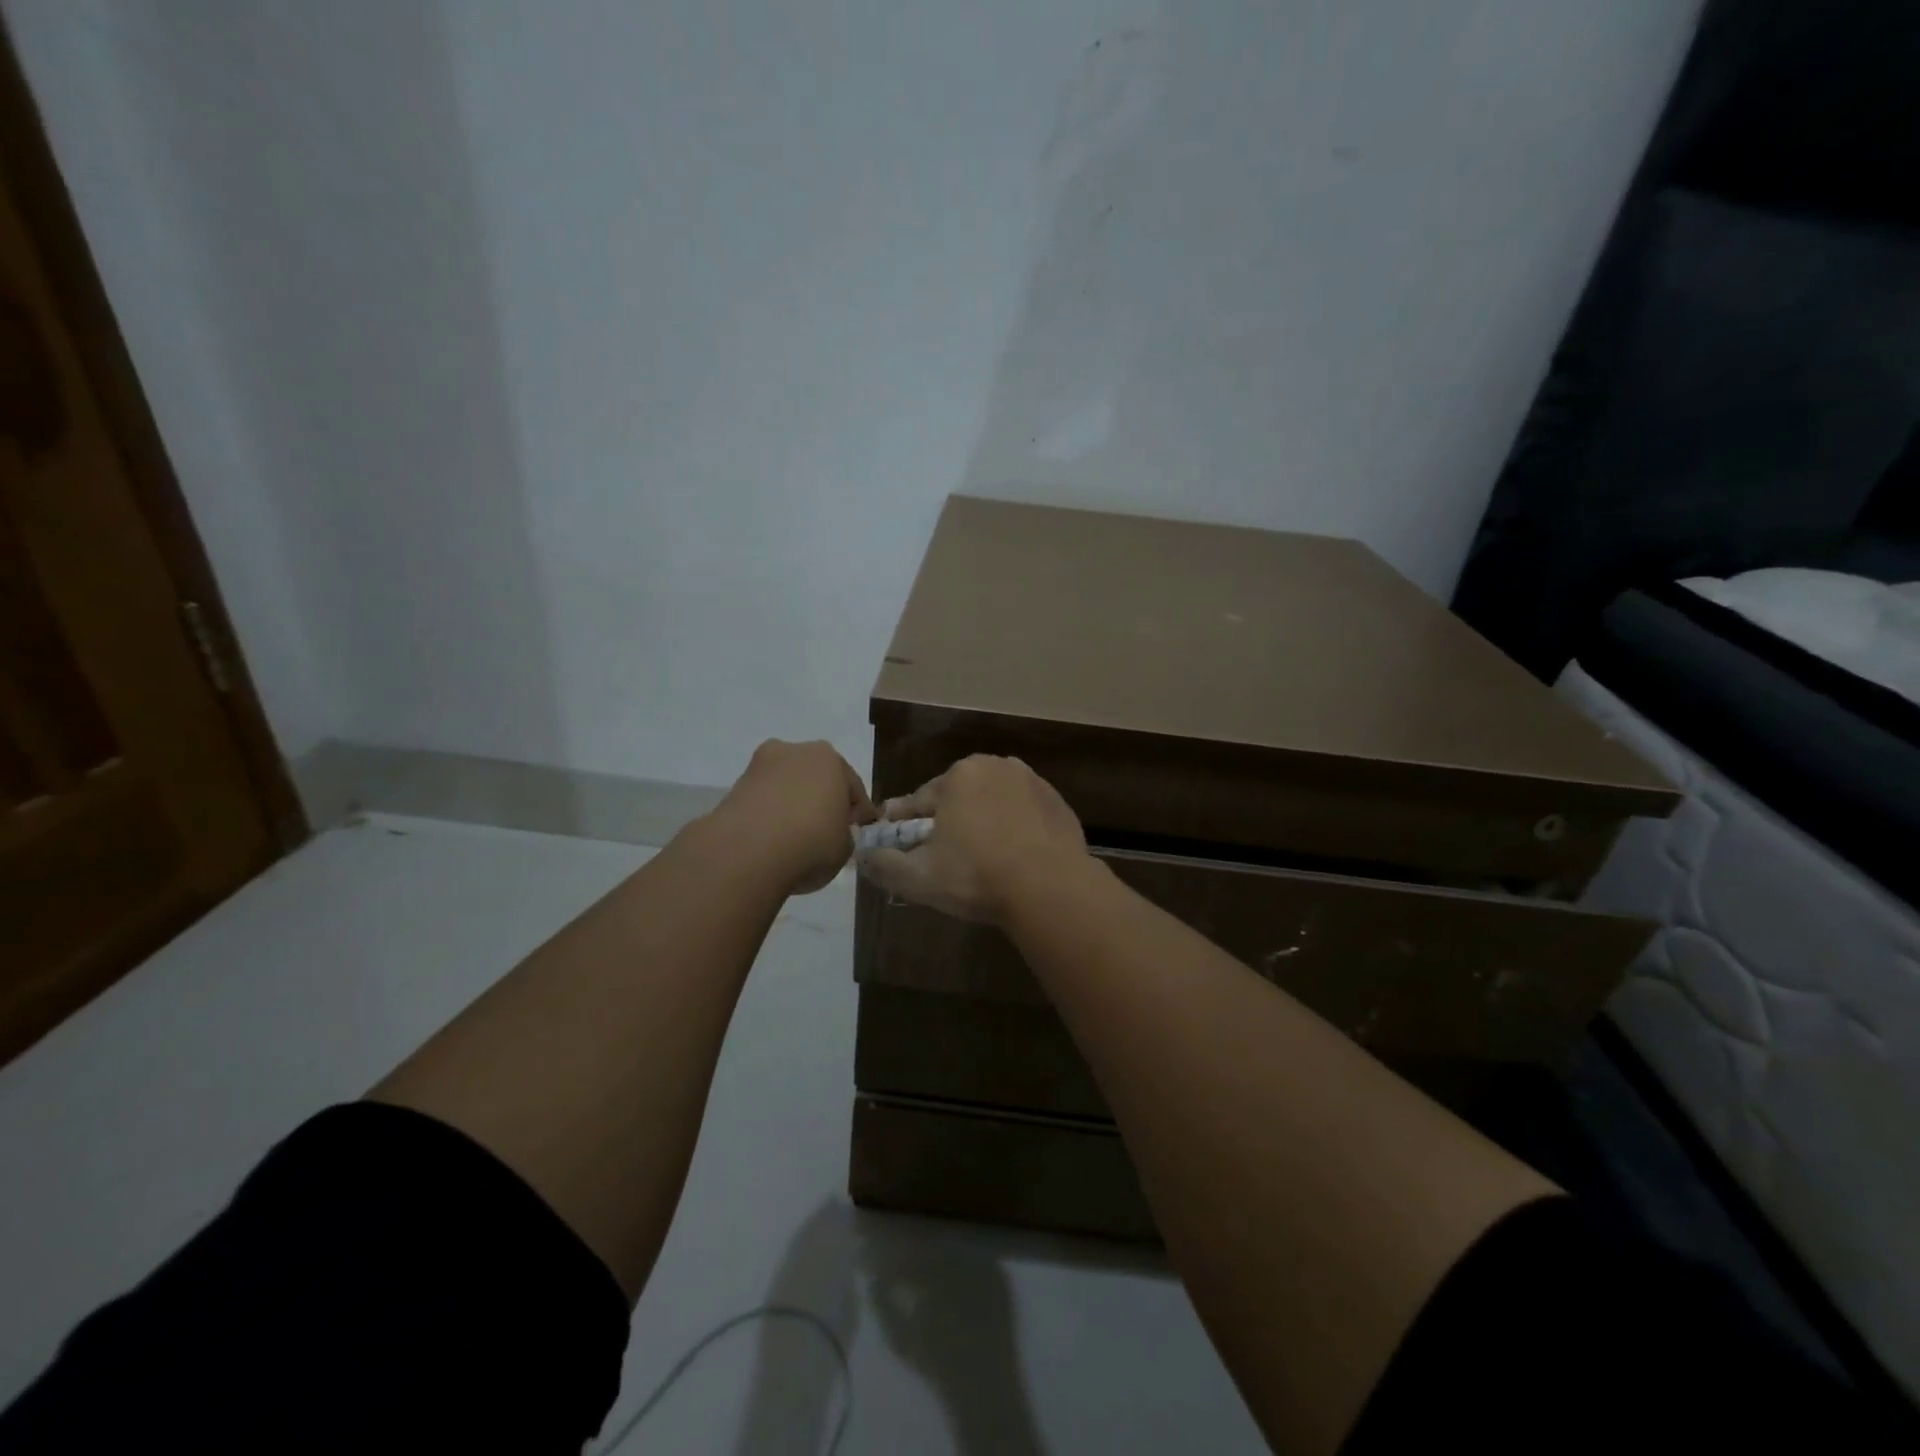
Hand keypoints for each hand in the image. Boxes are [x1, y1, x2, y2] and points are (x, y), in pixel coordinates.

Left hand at [713, 740, 874, 895]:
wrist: (748, 852)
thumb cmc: (811, 842)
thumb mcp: (845, 847)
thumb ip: (844, 834)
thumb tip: (834, 833)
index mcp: (830, 759)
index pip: (852, 786)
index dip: (858, 811)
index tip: (858, 830)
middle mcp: (795, 751)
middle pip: (816, 778)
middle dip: (822, 799)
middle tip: (827, 829)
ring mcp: (761, 766)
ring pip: (787, 785)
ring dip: (793, 804)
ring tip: (795, 836)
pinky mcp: (734, 786)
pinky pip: (764, 800)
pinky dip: (770, 814)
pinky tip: (772, 838)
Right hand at [860, 755, 1089, 924]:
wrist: (1050, 888)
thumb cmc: (977, 876)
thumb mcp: (919, 877)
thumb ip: (884, 864)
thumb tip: (864, 855)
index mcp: (958, 775)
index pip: (918, 802)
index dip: (905, 826)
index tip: (898, 844)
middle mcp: (996, 766)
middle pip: (958, 798)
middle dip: (948, 822)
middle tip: (945, 858)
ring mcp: (1032, 782)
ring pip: (993, 803)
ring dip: (983, 822)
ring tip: (982, 859)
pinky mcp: (1057, 802)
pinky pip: (1024, 814)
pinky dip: (1015, 829)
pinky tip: (1014, 857)